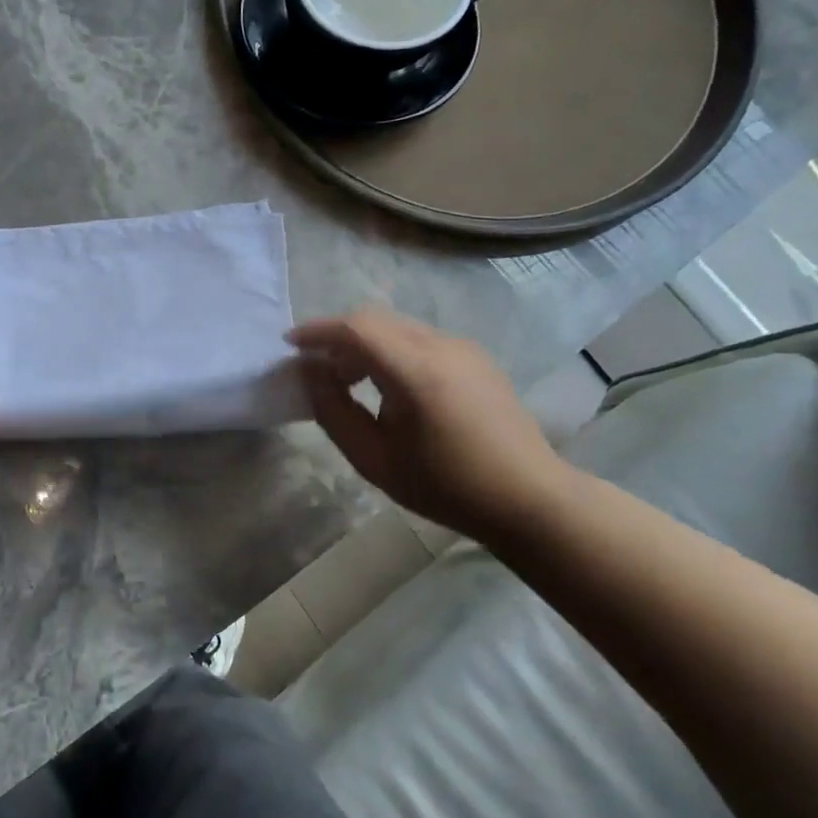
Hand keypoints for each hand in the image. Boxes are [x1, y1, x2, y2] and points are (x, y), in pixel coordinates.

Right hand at [288, 310, 575, 542]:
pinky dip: (391, 349)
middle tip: (319, 371)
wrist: (527, 498)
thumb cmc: (444, 485)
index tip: (290, 346)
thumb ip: (332, 410)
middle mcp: (440, 346)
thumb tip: (309, 371)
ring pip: (396, 326)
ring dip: (364, 343)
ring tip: (352, 382)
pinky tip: (390, 387)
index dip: (316, 331)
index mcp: (415, 372)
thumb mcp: (372, 458)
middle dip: (337, 337)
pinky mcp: (475, 356)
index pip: (355, 328)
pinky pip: (419, 338)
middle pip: (374, 320)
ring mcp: (462, 348)